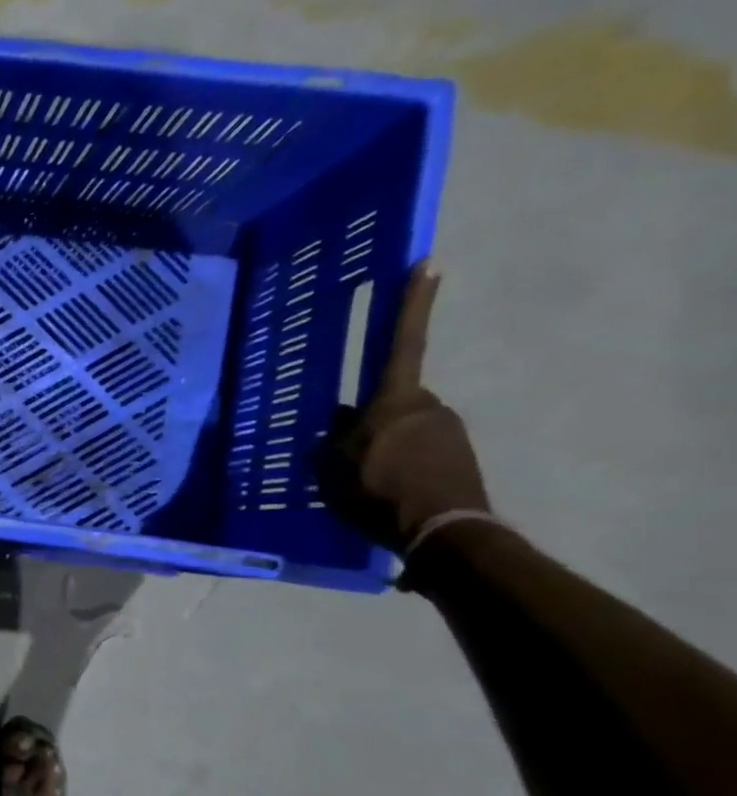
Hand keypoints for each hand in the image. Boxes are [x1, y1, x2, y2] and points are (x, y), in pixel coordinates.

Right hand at [320, 262, 489, 550]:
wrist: (444, 532)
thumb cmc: (381, 490)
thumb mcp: (336, 465)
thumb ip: (335, 438)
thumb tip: (339, 423)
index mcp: (396, 400)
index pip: (401, 342)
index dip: (412, 303)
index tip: (427, 262)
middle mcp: (428, 406)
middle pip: (392, 400)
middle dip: (372, 417)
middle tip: (347, 448)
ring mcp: (448, 431)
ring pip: (403, 428)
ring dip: (384, 445)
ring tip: (363, 479)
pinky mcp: (459, 458)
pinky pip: (419, 451)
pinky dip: (400, 464)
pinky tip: (385, 491)